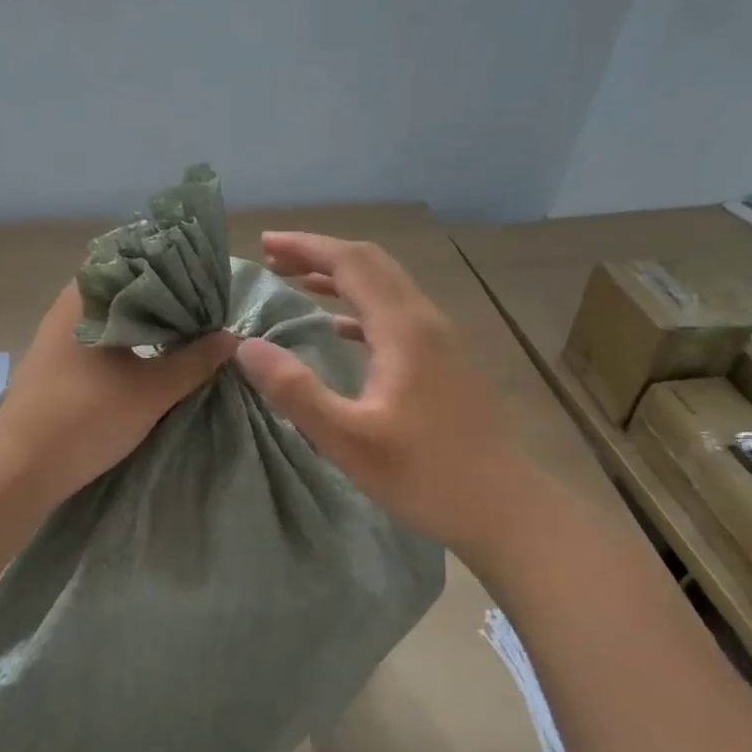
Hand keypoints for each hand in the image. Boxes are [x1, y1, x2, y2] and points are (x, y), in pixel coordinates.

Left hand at [0, 282, 237, 507]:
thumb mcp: (150, 391)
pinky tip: (148, 358)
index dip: (170, 265)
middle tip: (203, 307)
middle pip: (122, 288)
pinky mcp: (54, 365)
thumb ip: (193, 362)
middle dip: (162, 297)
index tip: (203, 277)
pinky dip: (124, 342)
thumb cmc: (85, 417)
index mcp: (85, 297)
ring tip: (184, 331)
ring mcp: (56, 337)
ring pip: (109, 316)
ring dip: (143, 322)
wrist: (18, 470)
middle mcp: (67, 307)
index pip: (132, 259)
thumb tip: (231, 337)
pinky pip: (97, 339)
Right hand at [234, 232, 532, 559]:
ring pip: (385, 285)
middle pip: (370, 263)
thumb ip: (295, 391)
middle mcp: (424, 321)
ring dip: (339, 275)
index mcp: (403, 329)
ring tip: (295, 280)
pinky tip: (337, 327)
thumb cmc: (426, 475)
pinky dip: (358, 305)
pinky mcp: (442, 361)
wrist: (506, 509)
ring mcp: (438, 340)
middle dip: (319, 253)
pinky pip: (394, 312)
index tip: (263, 242)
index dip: (305, 247)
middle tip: (272, 258)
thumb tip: (246, 346)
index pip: (351, 263)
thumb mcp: (348, 440)